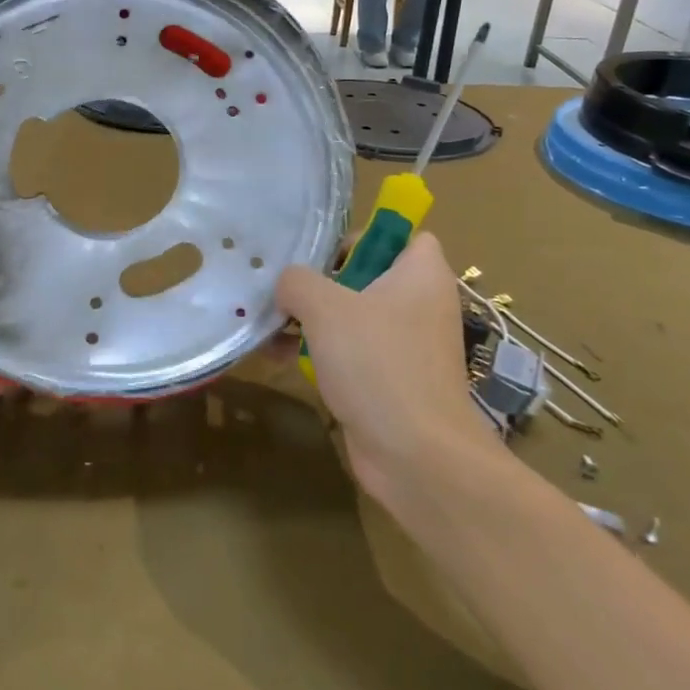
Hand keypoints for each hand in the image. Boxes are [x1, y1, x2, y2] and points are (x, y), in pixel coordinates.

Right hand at [276, 233, 503, 515]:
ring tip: (268, 324)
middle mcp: (419, 304)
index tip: (318, 253)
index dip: (360, 236)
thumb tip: (287, 284)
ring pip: (352, 317)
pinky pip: (350, 353)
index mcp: (420, 274)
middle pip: (365, 275)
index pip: (398, 234)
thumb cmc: (377, 363)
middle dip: (319, 281)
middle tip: (281, 287)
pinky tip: (278, 357)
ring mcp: (406, 345)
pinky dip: (319, 352)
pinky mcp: (390, 380)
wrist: (416, 455)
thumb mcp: (325, 307)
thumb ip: (298, 281)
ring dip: (310, 319)